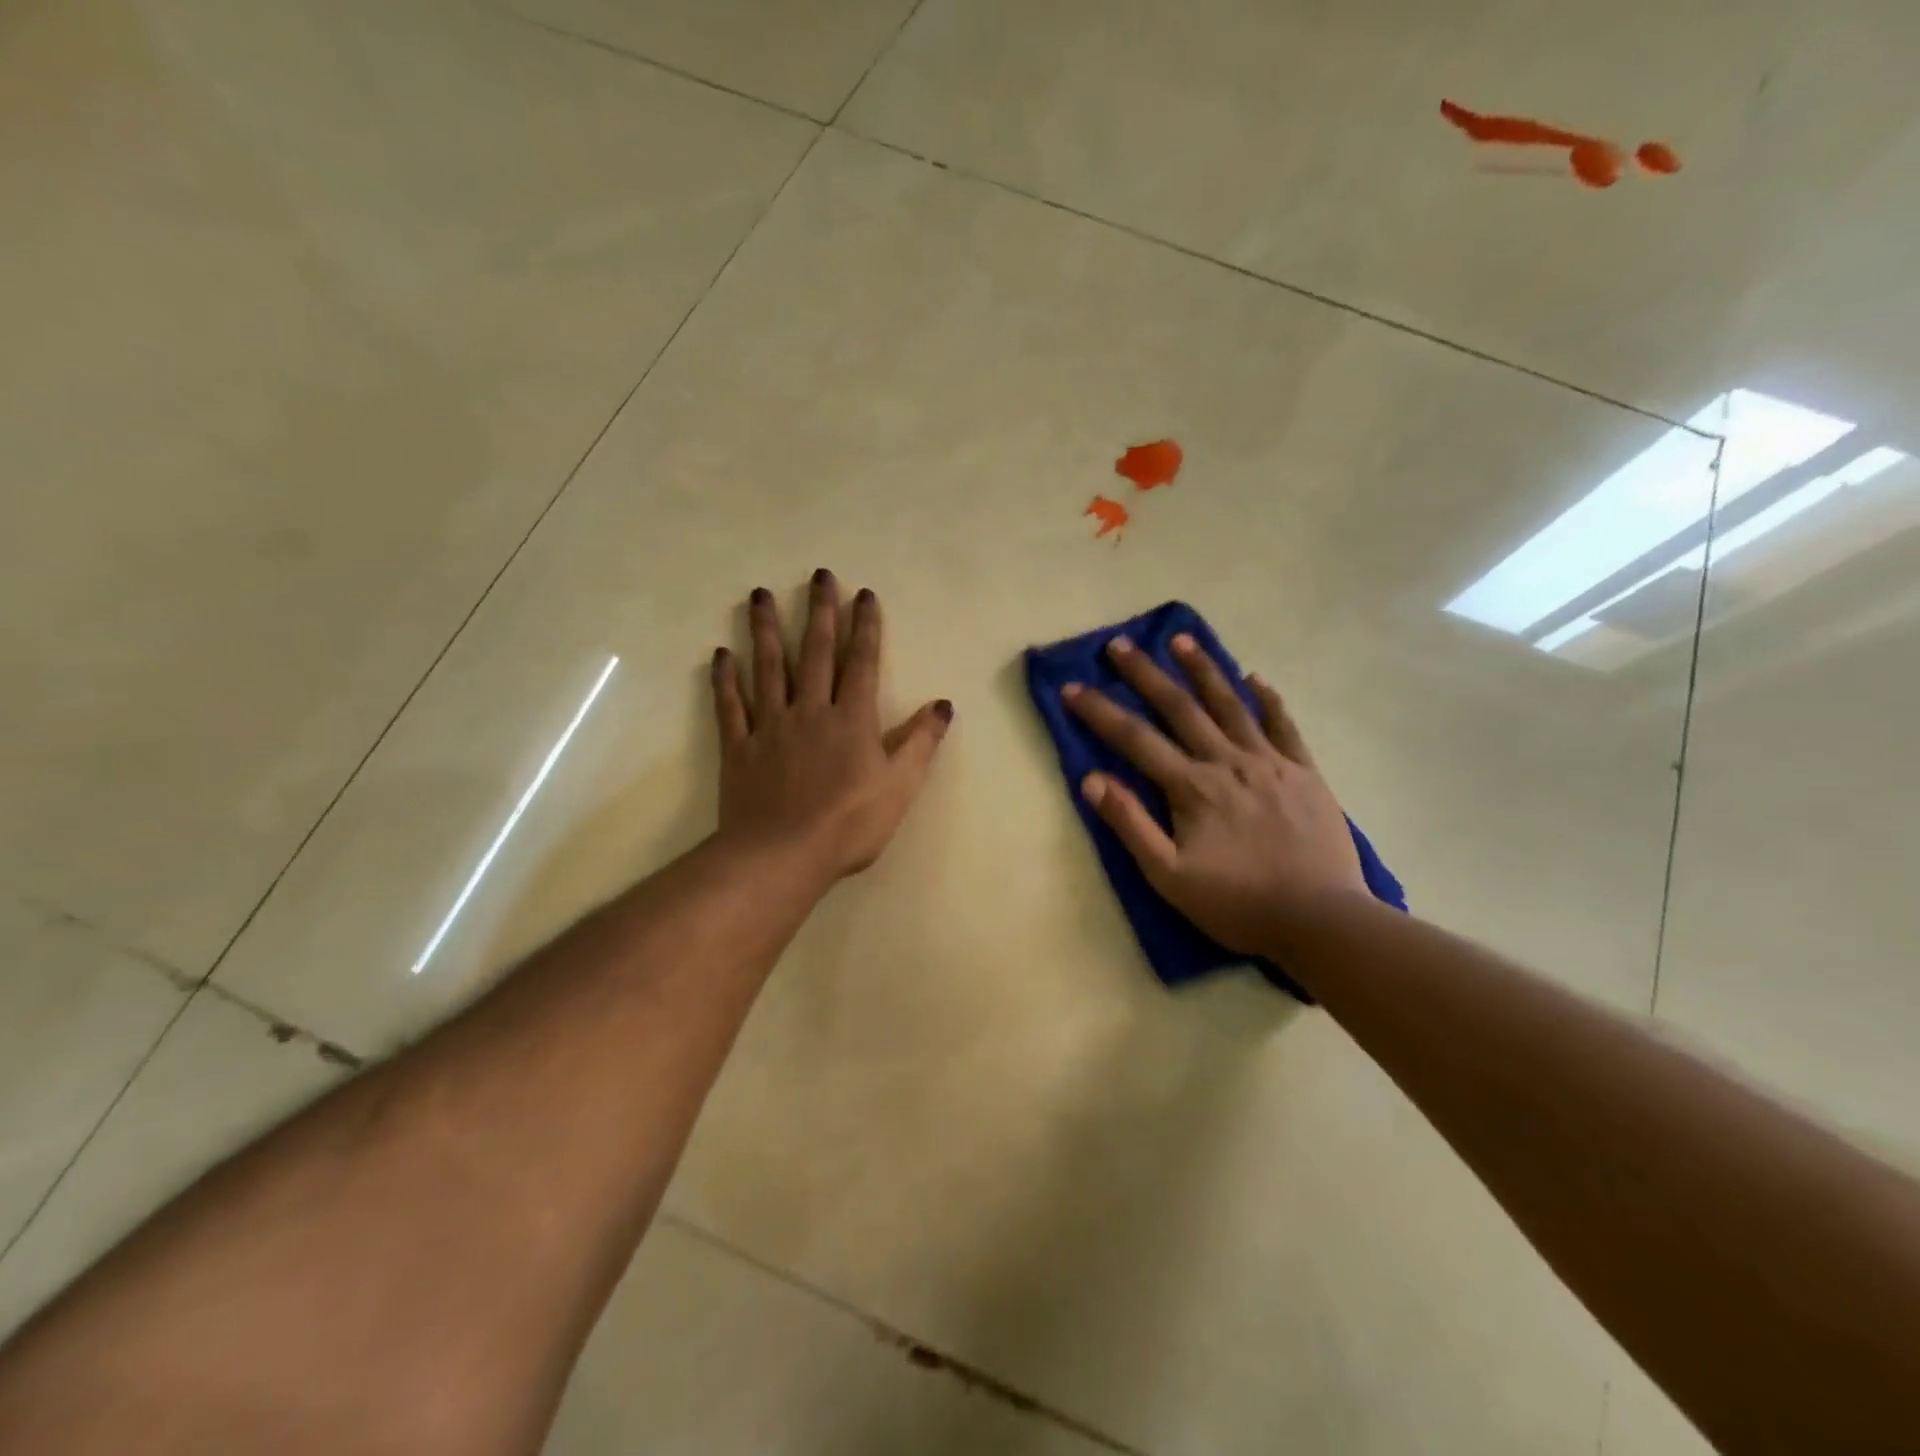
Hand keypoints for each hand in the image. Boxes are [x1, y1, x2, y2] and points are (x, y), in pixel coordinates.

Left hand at [711, 571, 951, 880]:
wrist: (783, 854)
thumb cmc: (850, 823)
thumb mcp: (900, 786)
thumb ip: (921, 742)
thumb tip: (943, 705)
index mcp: (852, 719)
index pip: (862, 662)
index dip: (865, 626)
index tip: (863, 594)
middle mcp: (810, 710)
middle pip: (815, 652)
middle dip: (820, 612)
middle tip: (819, 575)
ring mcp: (770, 726)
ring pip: (768, 667)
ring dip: (765, 629)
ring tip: (761, 594)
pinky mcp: (739, 747)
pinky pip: (730, 706)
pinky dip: (725, 679)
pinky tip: (722, 654)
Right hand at [1063, 633, 1365, 954]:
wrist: (1320, 920)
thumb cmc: (1237, 904)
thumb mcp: (1169, 876)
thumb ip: (1131, 825)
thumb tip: (1092, 780)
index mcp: (1192, 788)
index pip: (1135, 739)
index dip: (1100, 712)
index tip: (1073, 687)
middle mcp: (1228, 763)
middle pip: (1180, 708)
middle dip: (1146, 674)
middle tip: (1120, 644)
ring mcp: (1270, 763)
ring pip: (1231, 705)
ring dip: (1203, 670)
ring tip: (1182, 639)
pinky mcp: (1304, 773)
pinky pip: (1284, 725)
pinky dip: (1268, 699)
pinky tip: (1255, 678)